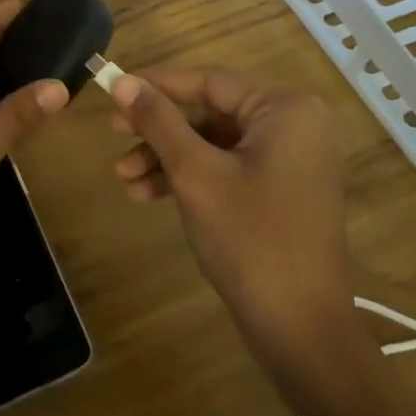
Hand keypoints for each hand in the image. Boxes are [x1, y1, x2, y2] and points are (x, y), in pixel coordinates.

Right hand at [109, 68, 356, 337]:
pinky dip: (190, 177)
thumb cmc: (251, 240)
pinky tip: (147, 194)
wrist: (303, 333)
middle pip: (211, 112)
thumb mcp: (195, 174)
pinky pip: (228, 167)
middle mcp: (294, 124)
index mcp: (286, 109)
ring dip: (168, 158)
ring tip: (123, 177)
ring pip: (214, 143)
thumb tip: (122, 82)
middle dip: (159, 130)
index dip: (157, 86)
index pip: (210, 81)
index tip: (113, 92)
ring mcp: (290, 160)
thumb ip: (159, 121)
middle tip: (113, 134)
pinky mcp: (281, 190)